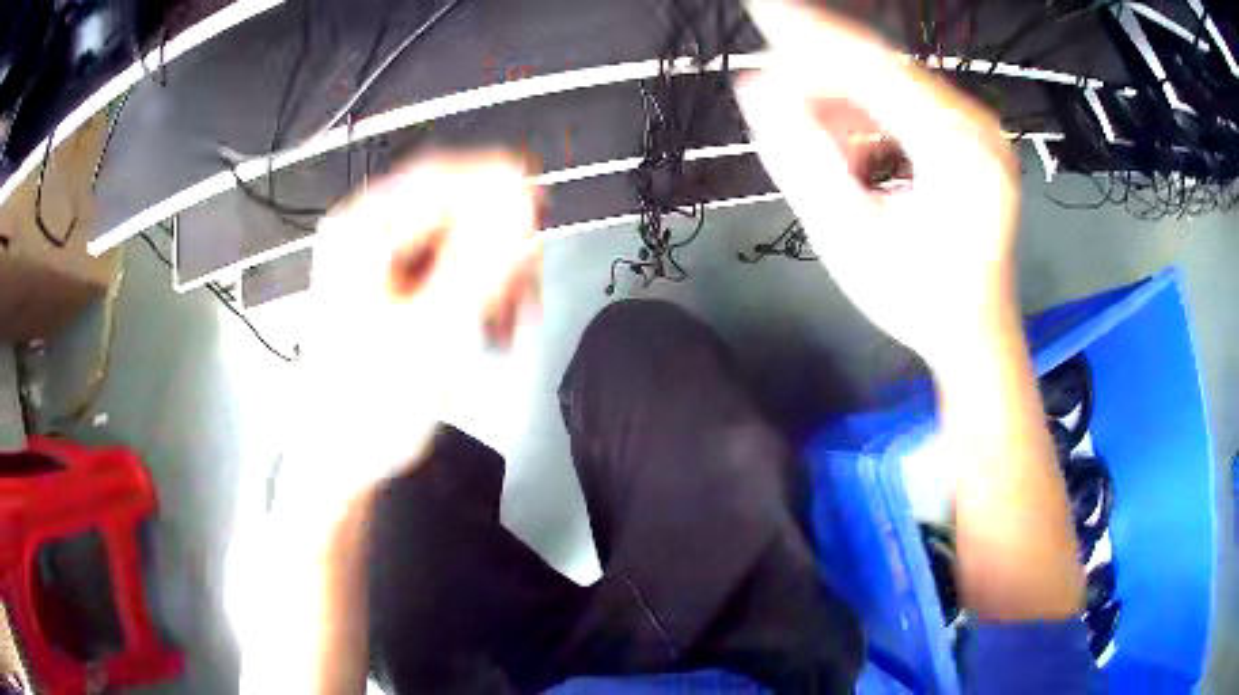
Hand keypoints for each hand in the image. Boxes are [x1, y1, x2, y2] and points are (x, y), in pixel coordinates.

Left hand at [286, 151, 541, 506]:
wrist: (340, 455)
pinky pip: (450, 268)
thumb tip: (519, 203)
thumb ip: (480, 262)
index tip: (538, 204)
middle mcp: (369, 235)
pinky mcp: (394, 286)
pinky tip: (493, 322)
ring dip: (496, 270)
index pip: (441, 177)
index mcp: (363, 232)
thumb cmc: (367, 403)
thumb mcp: (431, 331)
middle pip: (453, 208)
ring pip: (458, 239)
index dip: (497, 184)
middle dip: (501, 243)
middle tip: (529, 283)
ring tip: (515, 316)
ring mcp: (381, 261)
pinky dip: (479, 289)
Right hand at [737, 0, 1020, 367]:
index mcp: (958, 150)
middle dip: (820, 68)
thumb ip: (800, 157)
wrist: (975, 333)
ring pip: (895, 83)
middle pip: (884, 68)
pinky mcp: (974, 138)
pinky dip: (872, 112)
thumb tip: (755, 87)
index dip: (810, 35)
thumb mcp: (847, 236)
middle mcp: (977, 127)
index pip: (872, 66)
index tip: (759, 6)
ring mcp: (981, 130)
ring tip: (811, 132)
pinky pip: (911, 103)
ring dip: (844, 95)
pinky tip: (850, 142)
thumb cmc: (916, 299)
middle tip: (769, 83)